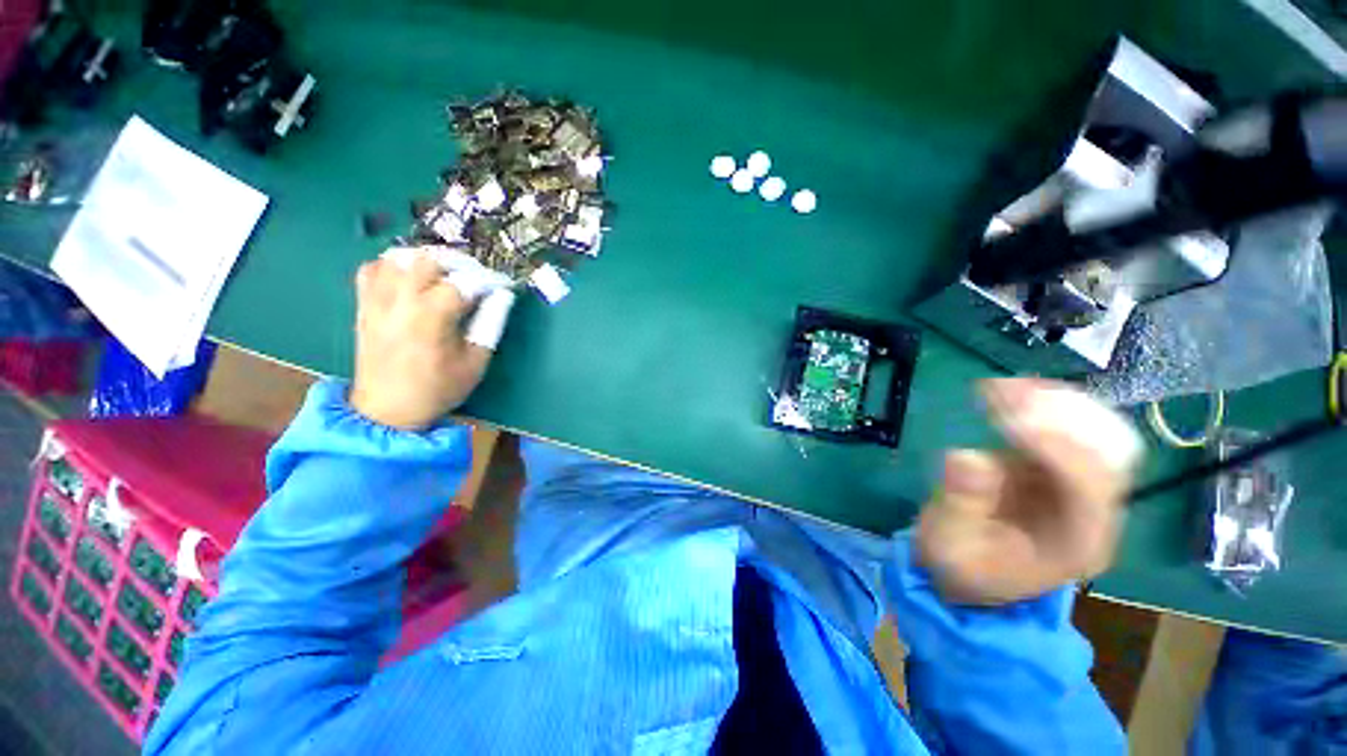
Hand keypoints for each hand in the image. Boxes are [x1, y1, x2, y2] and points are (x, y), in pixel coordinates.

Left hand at [349, 250, 492, 430]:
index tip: (502, 284)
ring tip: (444, 276)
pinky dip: (393, 266)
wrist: (387, 409)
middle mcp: (401, 301)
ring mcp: (377, 300)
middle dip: (457, 264)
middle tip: (473, 279)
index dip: (488, 280)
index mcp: (432, 317)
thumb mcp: (475, 362)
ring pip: (398, 257)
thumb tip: (503, 296)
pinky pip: (372, 268)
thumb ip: (491, 324)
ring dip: (426, 261)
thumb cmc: (438, 388)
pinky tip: (409, 279)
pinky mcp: (364, 305)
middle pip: (428, 259)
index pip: (465, 282)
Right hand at [917, 379, 1143, 604]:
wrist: (968, 571)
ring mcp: (1076, 487)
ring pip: (1089, 434)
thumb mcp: (948, 545)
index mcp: (1078, 544)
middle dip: (1059, 417)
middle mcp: (1091, 512)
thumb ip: (959, 505)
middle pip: (1104, 455)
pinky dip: (1039, 407)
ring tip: (1000, 385)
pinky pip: (1063, 429)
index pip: (1089, 489)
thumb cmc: (959, 565)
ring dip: (1048, 404)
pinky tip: (1008, 391)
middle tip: (1007, 392)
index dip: (1057, 449)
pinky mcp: (1053, 468)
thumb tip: (968, 457)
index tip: (1010, 420)